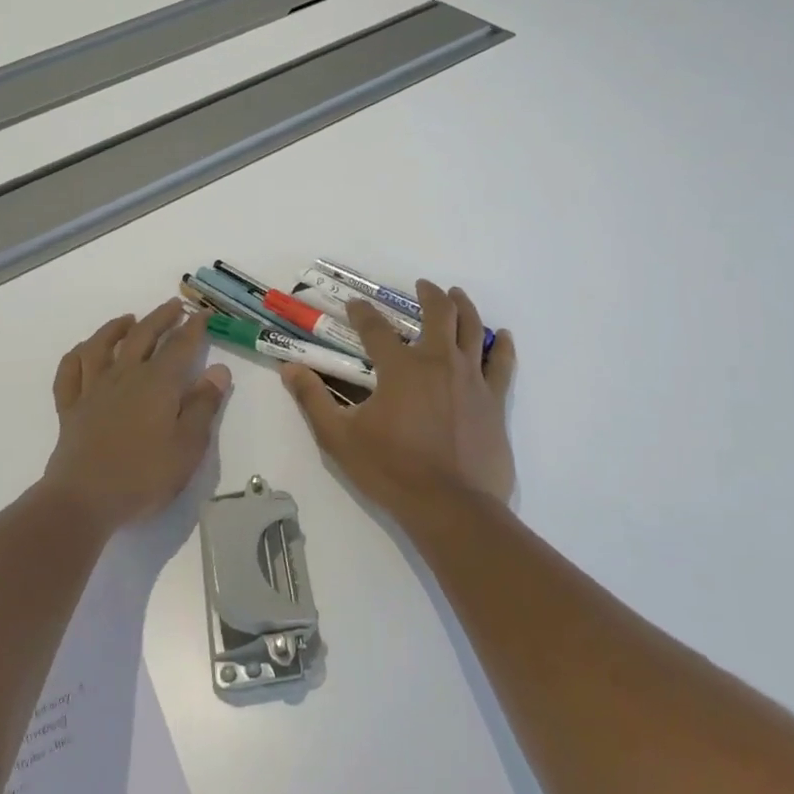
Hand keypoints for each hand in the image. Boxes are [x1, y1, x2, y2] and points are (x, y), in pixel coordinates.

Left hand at [40, 299, 231, 532]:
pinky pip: (70, 372)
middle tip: (174, 306)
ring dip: (116, 328)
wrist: (84, 500)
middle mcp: (125, 376)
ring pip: (102, 346)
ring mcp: (93, 389)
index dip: (194, 328)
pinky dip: (77, 355)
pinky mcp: (70, 407)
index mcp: (158, 383)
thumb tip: (218, 370)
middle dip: (161, 318)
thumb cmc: (144, 476)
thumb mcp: (188, 446)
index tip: (202, 314)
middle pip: (143, 336)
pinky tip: (85, 351)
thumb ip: (204, 405)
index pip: (180, 346)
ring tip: (129, 319)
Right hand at [282, 280, 517, 521]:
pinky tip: (503, 336)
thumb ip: (313, 400)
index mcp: (400, 368)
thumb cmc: (392, 470)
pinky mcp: (494, 400)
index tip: (354, 304)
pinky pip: (502, 364)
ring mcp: (471, 379)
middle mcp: (438, 362)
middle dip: (428, 294)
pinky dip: (502, 346)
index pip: (375, 328)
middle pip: (438, 313)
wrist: (452, 508)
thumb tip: (290, 368)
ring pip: (472, 328)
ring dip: (463, 306)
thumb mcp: (340, 439)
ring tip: (457, 294)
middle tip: (422, 286)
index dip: (362, 312)